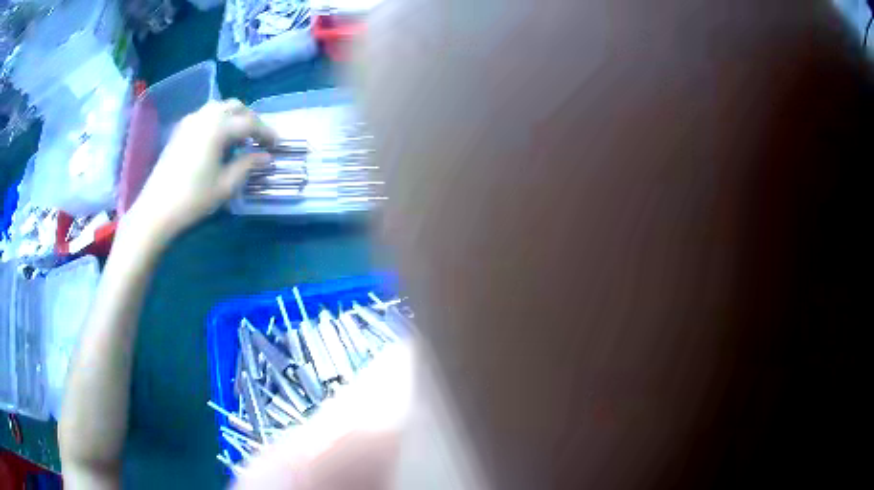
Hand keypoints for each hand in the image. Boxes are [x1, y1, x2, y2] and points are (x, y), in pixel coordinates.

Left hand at [125, 99, 276, 243]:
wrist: (156, 210)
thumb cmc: (193, 199)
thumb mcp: (226, 185)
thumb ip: (248, 165)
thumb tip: (267, 157)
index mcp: (219, 127)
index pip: (250, 123)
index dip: (266, 133)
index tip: (277, 145)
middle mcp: (205, 116)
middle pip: (235, 107)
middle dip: (251, 120)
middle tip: (258, 139)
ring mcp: (190, 121)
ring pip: (219, 108)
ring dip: (234, 118)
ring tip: (239, 138)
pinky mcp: (180, 130)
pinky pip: (205, 115)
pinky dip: (217, 121)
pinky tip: (217, 140)